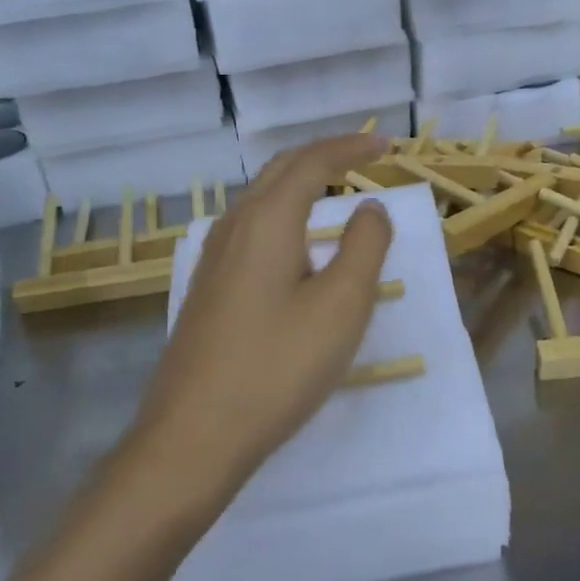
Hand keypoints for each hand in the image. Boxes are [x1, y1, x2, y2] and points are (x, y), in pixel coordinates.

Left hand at [124, 134, 394, 504]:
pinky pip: (250, 227)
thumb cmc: (277, 367)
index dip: (351, 147)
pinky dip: (283, 212)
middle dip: (324, 155)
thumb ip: (364, 247)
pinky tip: (294, 242)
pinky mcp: (208, 287)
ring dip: (300, 182)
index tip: (386, 144)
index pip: (312, 162)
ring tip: (334, 189)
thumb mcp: (341, 306)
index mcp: (268, 221)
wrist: (193, 436)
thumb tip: (369, 207)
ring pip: (260, 198)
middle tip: (364, 155)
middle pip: (280, 170)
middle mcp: (235, 227)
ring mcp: (214, 258)